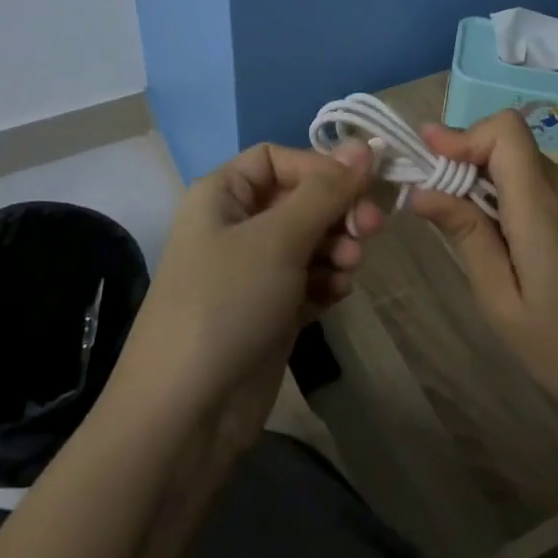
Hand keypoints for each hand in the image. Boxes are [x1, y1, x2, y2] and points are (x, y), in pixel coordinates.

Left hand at [114, 142, 381, 454]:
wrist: (186, 412)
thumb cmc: (227, 303)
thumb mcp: (277, 238)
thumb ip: (325, 191)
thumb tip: (363, 145)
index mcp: (222, 194)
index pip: (278, 159)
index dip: (320, 168)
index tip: (360, 186)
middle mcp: (235, 225)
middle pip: (299, 199)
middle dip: (336, 211)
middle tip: (371, 229)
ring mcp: (252, 271)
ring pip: (309, 240)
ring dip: (337, 248)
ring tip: (349, 269)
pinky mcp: (268, 310)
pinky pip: (308, 279)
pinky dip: (326, 282)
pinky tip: (336, 296)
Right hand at [408, 110, 557, 445]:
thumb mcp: (501, 302)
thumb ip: (465, 235)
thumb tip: (421, 190)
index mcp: (545, 209)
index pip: (506, 130)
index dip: (466, 135)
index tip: (434, 158)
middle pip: (515, 148)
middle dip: (476, 167)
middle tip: (452, 211)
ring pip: (536, 167)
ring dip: (506, 187)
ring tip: (501, 243)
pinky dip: (537, 199)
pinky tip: (541, 250)